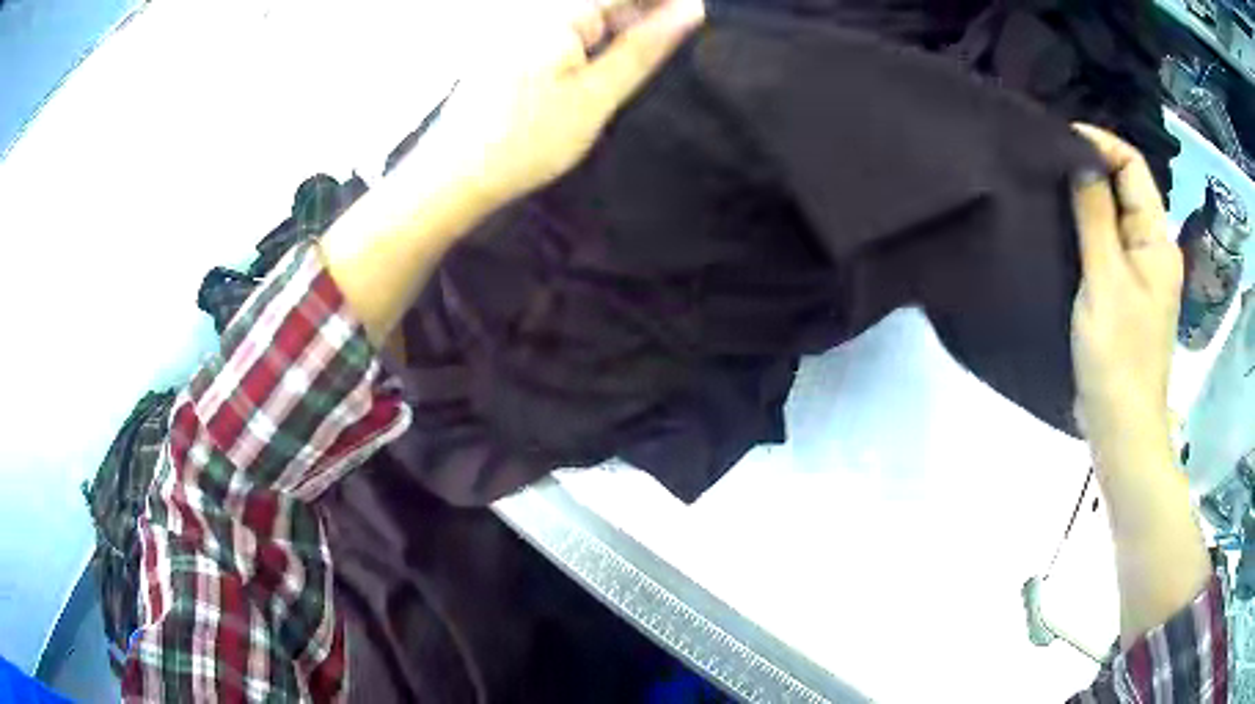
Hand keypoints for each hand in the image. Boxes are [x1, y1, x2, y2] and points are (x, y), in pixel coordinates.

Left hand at [414, 0, 705, 209]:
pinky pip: (563, 33)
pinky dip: (594, 41)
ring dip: (622, 26)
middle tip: (685, 30)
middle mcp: (534, 14)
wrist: (455, 176)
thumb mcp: (596, 95)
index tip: (696, 11)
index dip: (664, 0)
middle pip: (602, 3)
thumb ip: (642, 48)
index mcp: (556, 17)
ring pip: (584, 18)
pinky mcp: (510, 51)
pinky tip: (612, 56)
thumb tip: (689, 10)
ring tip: (657, 44)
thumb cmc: (527, 140)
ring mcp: (519, 31)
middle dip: (644, 11)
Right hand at [1069, 124, 1181, 454]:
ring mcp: (1141, 273)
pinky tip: (1062, 229)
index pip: (1133, 167)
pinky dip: (1087, 229)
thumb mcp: (1105, 280)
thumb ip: (1095, 215)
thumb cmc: (1118, 355)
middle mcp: (1154, 249)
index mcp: (1158, 240)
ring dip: (1086, 198)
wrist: (1120, 427)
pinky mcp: (1127, 293)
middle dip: (1090, 168)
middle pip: (1125, 189)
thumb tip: (1080, 158)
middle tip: (1048, 162)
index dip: (1100, 144)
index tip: (1060, 139)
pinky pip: (1108, 244)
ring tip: (1049, 188)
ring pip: (1115, 217)